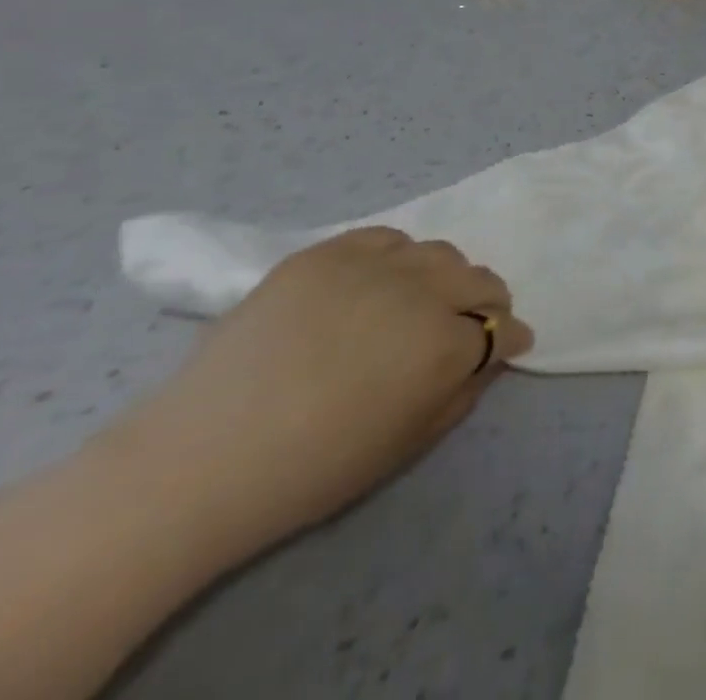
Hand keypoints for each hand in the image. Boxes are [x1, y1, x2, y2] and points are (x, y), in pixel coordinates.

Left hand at [111, 228, 532, 553]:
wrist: (196, 461)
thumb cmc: (311, 467)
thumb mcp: (407, 443)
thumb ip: (462, 392)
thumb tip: (487, 353)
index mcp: (445, 345)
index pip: (502, 328)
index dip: (508, 339)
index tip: (506, 346)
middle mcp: (421, 292)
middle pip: (479, 279)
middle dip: (487, 302)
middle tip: (470, 323)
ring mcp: (371, 266)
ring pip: (438, 253)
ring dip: (444, 277)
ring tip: (420, 301)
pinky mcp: (325, 254)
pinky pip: (384, 238)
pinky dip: (396, 256)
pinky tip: (378, 282)